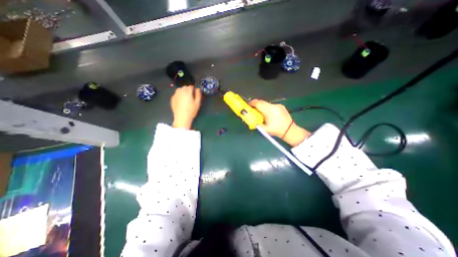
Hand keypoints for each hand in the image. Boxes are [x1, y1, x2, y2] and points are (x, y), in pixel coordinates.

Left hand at [171, 85, 200, 129]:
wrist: (182, 118)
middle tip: (191, 93)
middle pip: (185, 86)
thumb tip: (198, 88)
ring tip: (186, 95)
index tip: (195, 90)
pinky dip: (179, 94)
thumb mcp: (197, 103)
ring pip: (179, 89)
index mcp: (187, 92)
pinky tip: (181, 99)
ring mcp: (175, 95)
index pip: (190, 85)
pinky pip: (176, 93)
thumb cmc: (191, 111)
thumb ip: (198, 94)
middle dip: (188, 88)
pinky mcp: (172, 99)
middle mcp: (180, 92)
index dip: (193, 87)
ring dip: (183, 90)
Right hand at [249, 98, 308, 146]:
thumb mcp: (264, 129)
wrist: (289, 130)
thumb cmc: (276, 130)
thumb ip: (256, 123)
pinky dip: (267, 108)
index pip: (258, 103)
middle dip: (256, 105)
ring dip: (262, 107)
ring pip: (266, 103)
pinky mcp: (281, 106)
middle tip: (253, 109)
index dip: (252, 103)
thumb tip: (250, 119)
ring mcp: (278, 105)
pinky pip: (271, 105)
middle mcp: (274, 106)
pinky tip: (269, 114)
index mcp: (269, 111)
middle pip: (261, 102)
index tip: (248, 105)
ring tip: (261, 113)